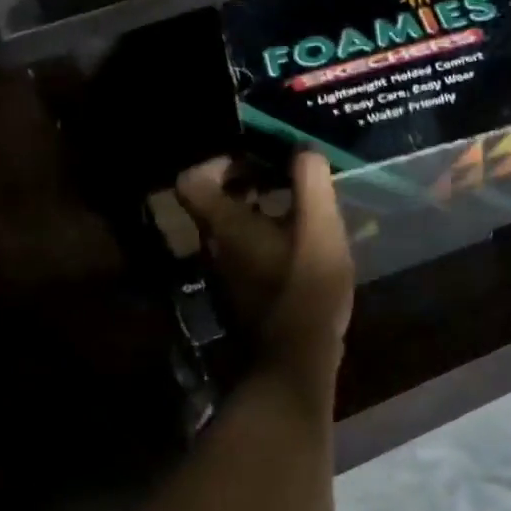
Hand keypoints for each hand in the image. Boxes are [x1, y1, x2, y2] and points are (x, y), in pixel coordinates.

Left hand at [175, 151, 355, 387]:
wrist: (295, 361)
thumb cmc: (306, 287)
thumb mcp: (319, 227)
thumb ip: (310, 181)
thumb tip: (303, 149)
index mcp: (224, 226)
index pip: (191, 181)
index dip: (219, 162)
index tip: (256, 158)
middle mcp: (214, 247)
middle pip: (213, 202)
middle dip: (247, 182)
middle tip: (285, 177)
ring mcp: (225, 274)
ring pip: (232, 228)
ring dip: (259, 209)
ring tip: (300, 207)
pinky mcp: (241, 293)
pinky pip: (246, 250)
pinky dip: (266, 236)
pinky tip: (303, 243)